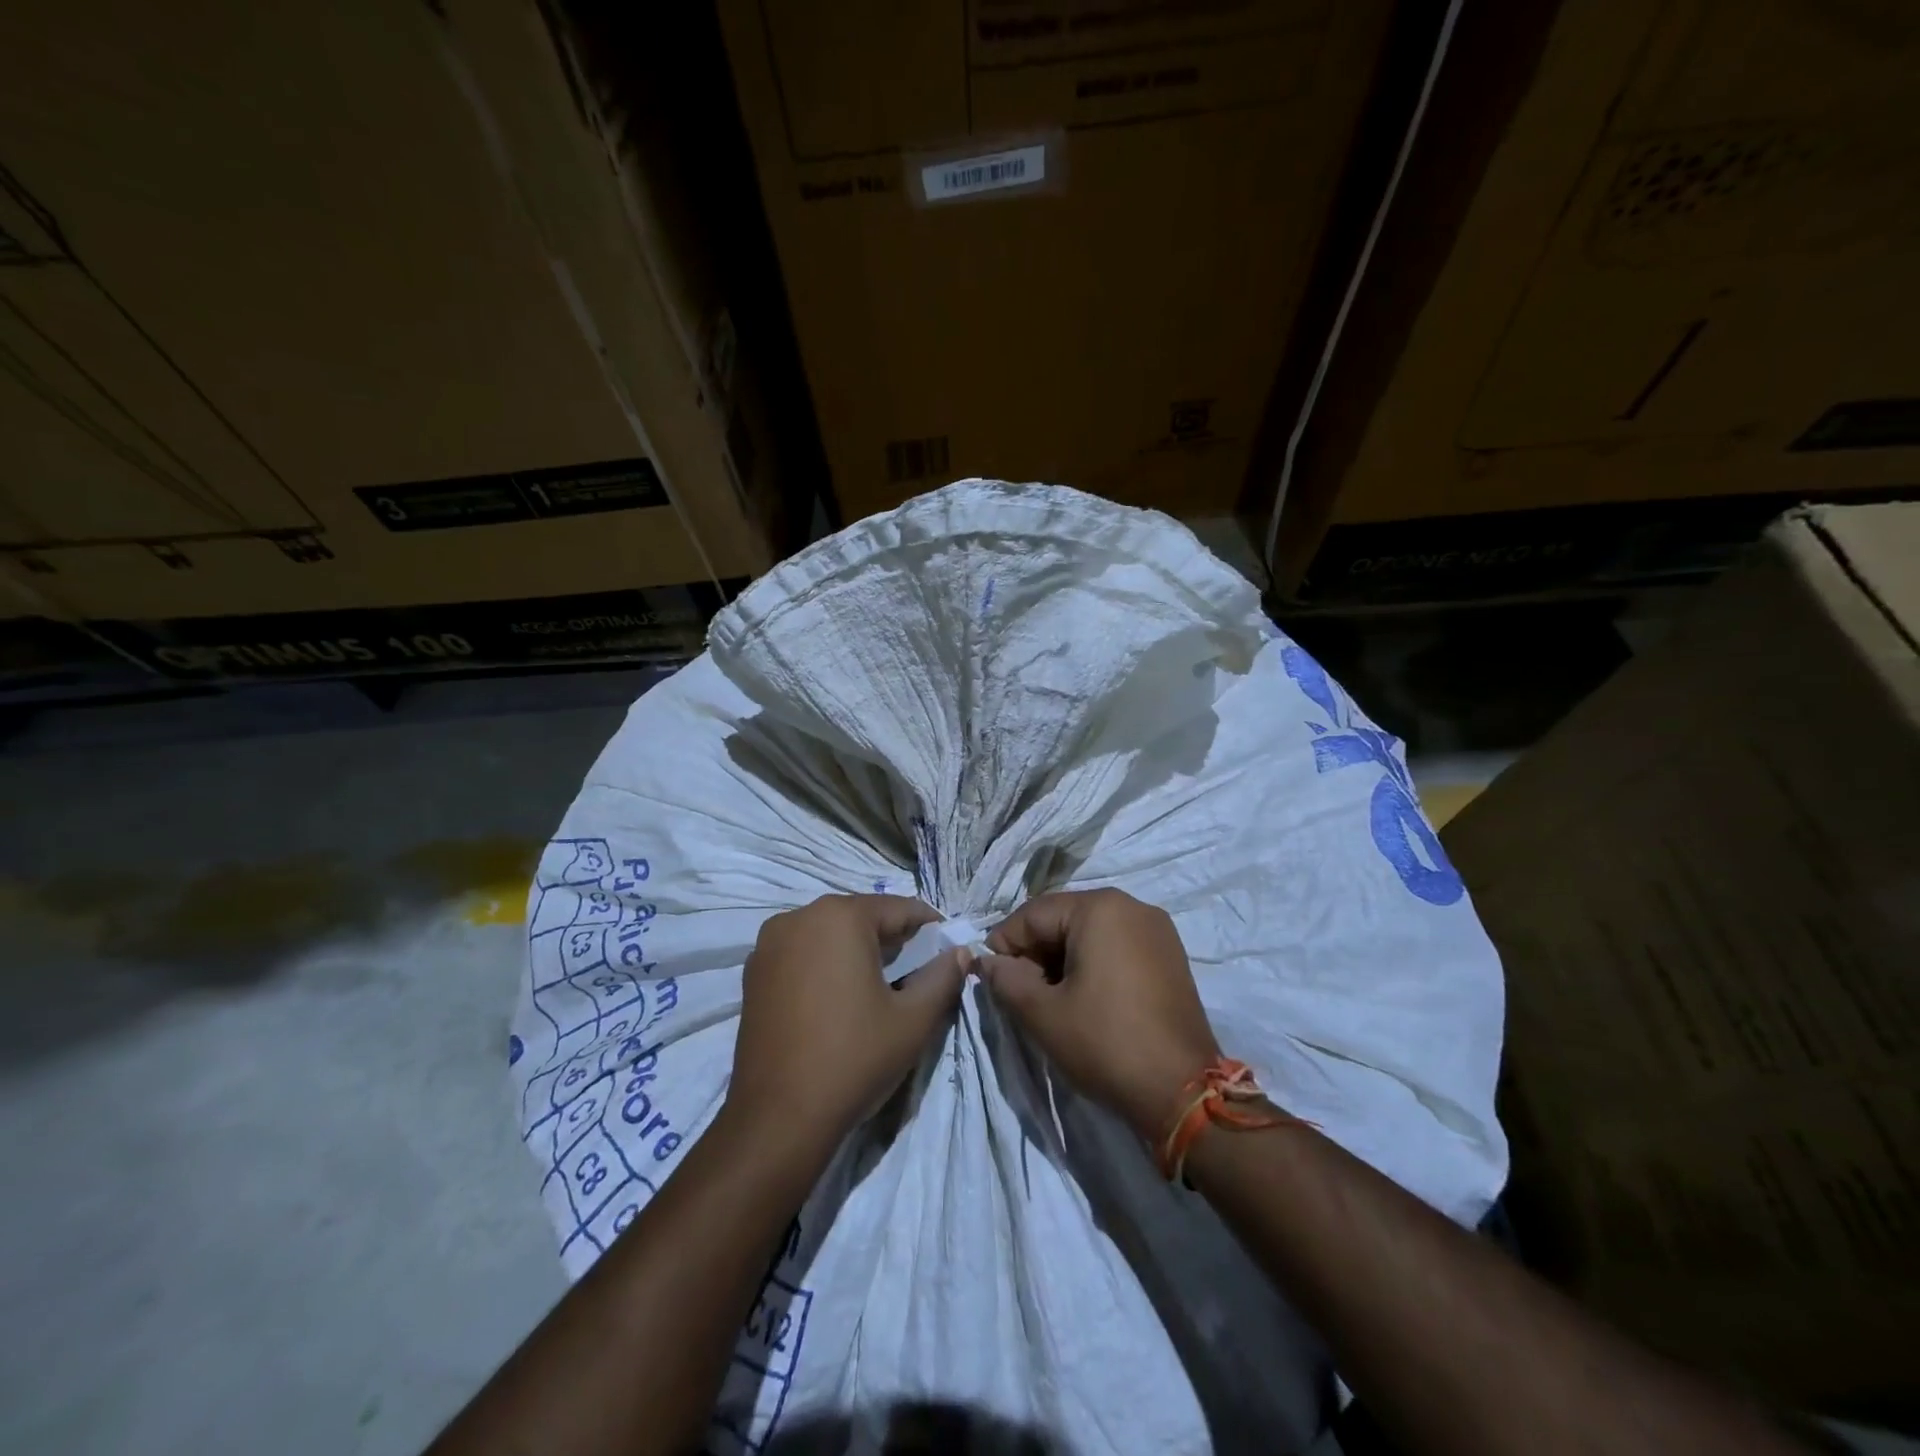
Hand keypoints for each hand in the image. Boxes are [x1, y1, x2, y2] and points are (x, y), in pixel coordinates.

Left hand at [728, 894, 968, 1153]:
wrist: (777, 1118)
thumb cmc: (853, 1058)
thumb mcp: (913, 1020)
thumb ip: (943, 977)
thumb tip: (960, 952)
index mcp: (840, 917)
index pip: (898, 908)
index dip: (930, 928)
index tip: (949, 951)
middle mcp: (799, 917)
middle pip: (861, 917)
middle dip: (893, 939)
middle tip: (919, 971)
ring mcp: (769, 944)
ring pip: (829, 934)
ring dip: (858, 951)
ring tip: (881, 986)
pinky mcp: (753, 973)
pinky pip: (802, 954)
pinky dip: (826, 965)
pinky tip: (840, 998)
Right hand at [979, 889, 1220, 1140]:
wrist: (1183, 1090)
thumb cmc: (1105, 1043)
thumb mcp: (1042, 1013)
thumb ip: (1006, 979)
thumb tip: (987, 962)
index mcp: (1100, 908)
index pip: (1033, 914)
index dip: (1005, 944)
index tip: (991, 978)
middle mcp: (1131, 905)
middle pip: (1064, 919)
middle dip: (1036, 952)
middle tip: (1022, 993)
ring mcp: (1157, 929)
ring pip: (1090, 933)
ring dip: (1063, 959)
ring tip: (1052, 1000)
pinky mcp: (1171, 955)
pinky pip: (1118, 946)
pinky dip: (1094, 964)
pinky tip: (1087, 1000)